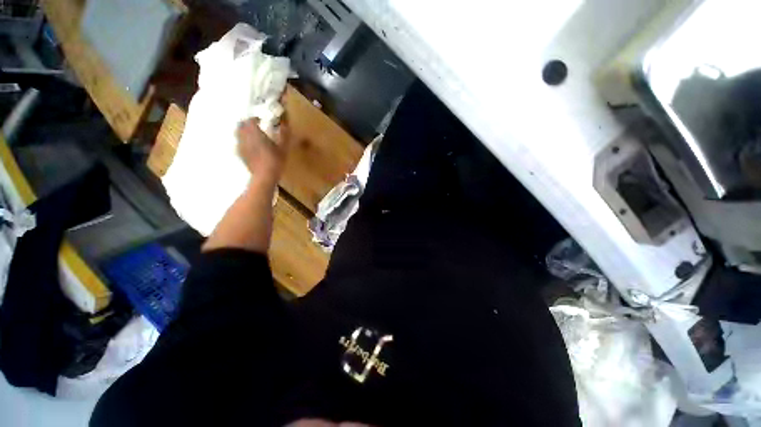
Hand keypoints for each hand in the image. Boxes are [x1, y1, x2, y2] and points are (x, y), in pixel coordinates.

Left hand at [236, 117, 290, 185]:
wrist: (264, 176)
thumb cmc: (275, 161)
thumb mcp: (283, 148)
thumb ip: (284, 135)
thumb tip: (285, 125)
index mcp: (255, 133)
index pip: (250, 120)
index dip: (255, 119)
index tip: (261, 120)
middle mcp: (245, 137)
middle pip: (241, 125)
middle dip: (247, 124)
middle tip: (255, 127)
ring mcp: (241, 146)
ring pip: (238, 134)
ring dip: (244, 133)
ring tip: (252, 137)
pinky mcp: (240, 155)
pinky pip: (239, 144)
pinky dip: (244, 143)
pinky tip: (251, 148)